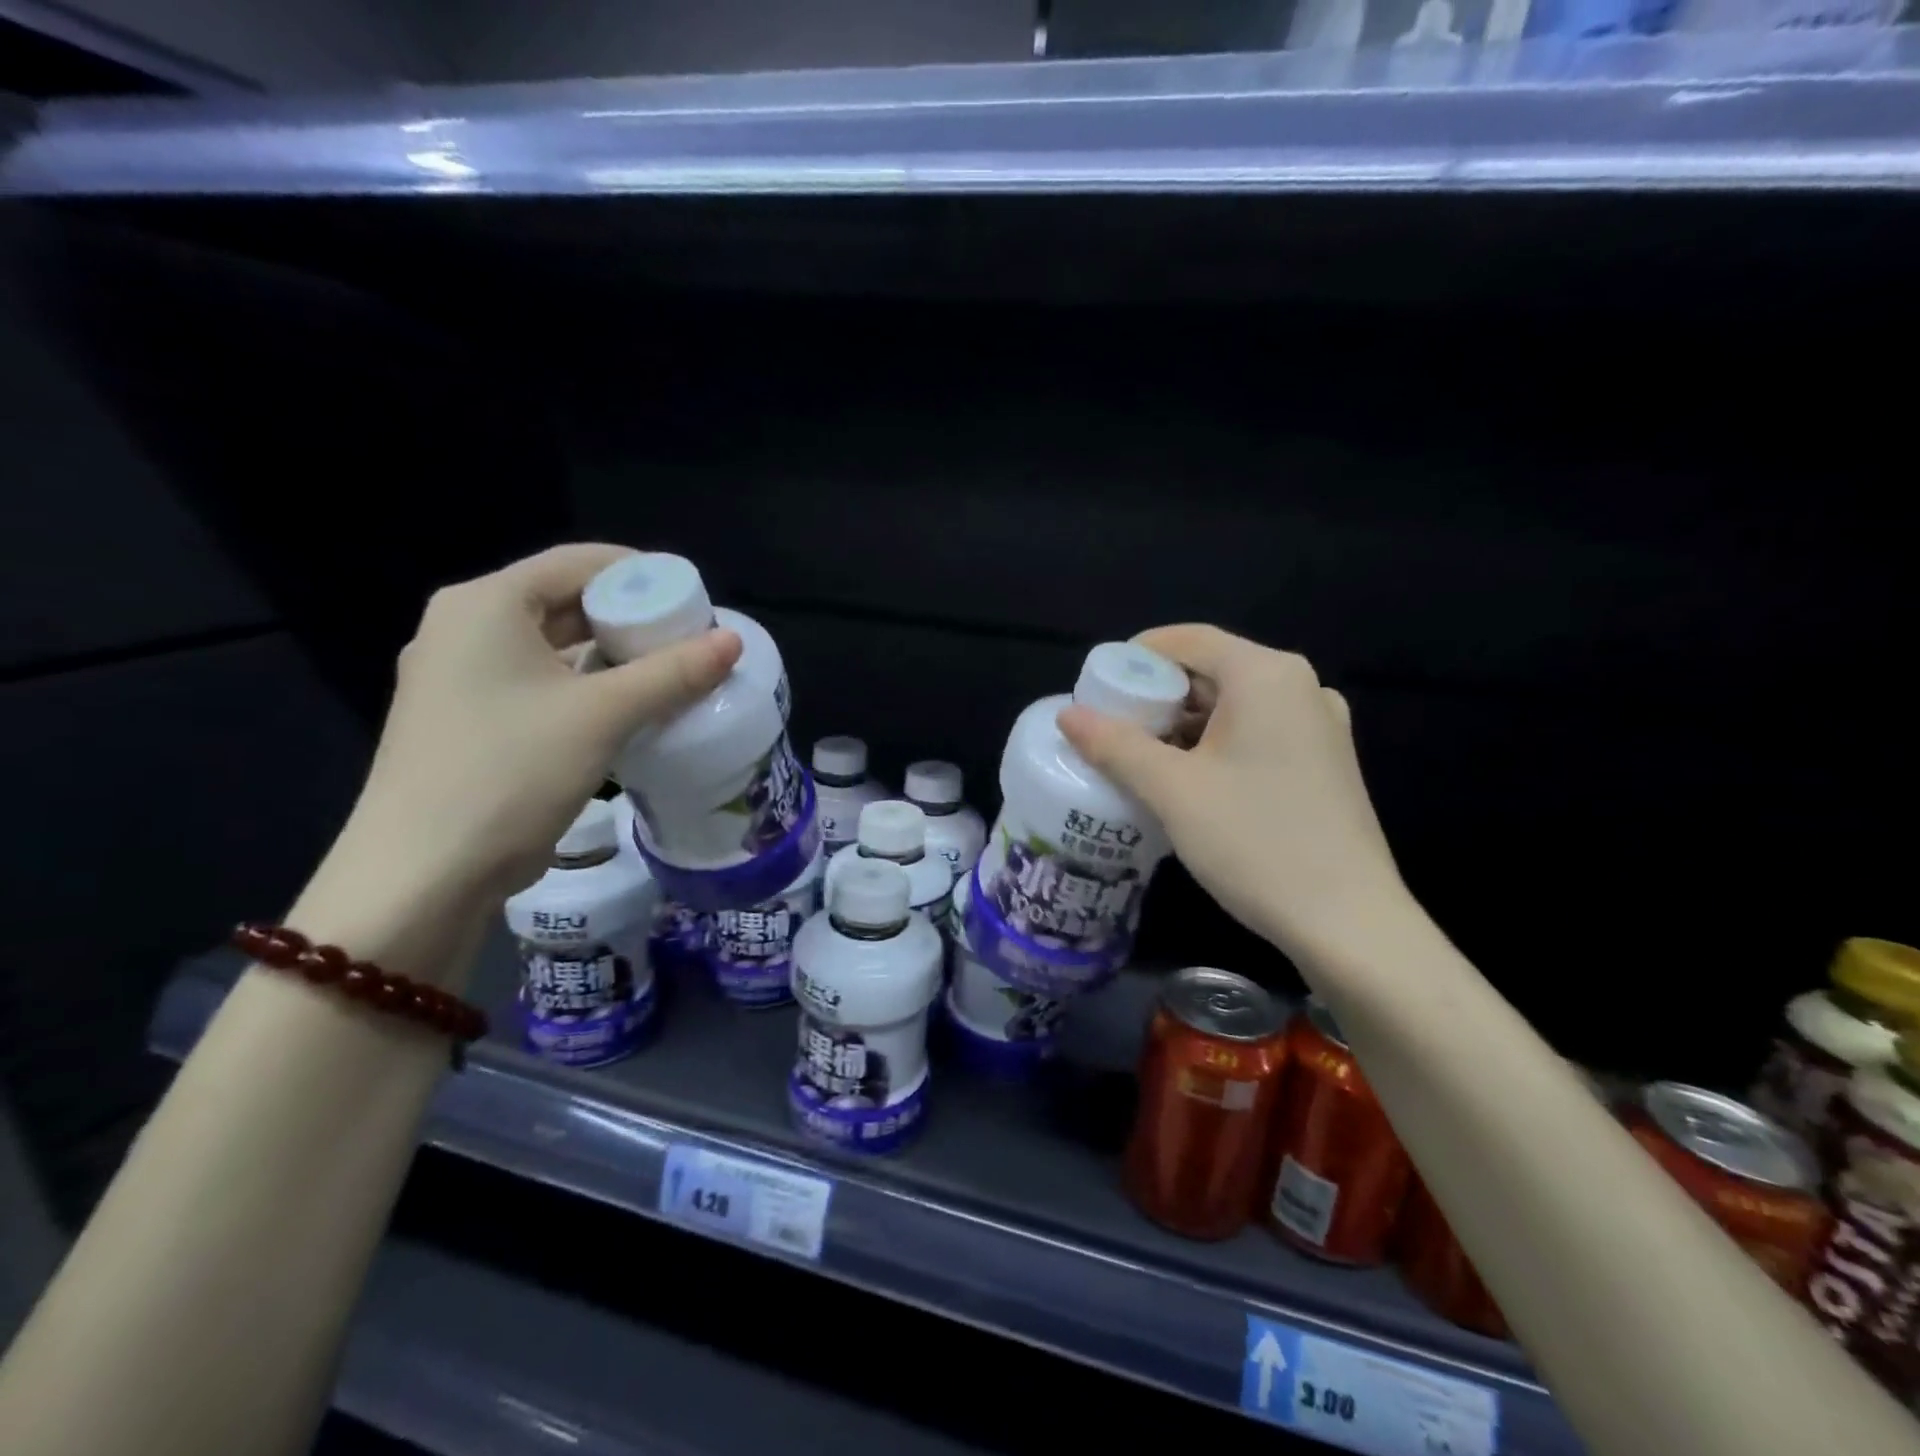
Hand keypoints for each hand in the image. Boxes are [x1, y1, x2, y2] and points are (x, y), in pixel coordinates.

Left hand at [320, 544, 740, 914]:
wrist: (423, 875)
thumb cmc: (510, 773)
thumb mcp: (603, 716)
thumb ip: (673, 673)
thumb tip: (733, 641)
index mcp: (485, 605)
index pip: (578, 562)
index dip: (643, 573)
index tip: (695, 600)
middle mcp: (464, 628)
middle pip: (565, 601)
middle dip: (632, 618)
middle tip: (690, 640)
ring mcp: (459, 676)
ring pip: (554, 646)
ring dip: (612, 656)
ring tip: (671, 674)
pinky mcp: (467, 719)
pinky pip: (540, 682)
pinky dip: (585, 686)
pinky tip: (628, 709)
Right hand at [1058, 624, 1406, 962]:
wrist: (1349, 923)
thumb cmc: (1255, 842)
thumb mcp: (1172, 791)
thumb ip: (1115, 745)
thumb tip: (1067, 714)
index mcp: (1267, 676)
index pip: (1188, 639)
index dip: (1136, 657)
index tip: (1096, 689)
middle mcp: (1300, 687)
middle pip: (1212, 670)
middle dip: (1157, 696)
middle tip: (1111, 729)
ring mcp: (1320, 726)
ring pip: (1234, 705)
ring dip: (1184, 724)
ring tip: (1140, 759)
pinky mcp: (1325, 762)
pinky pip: (1257, 732)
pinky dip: (1216, 744)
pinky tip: (1188, 781)